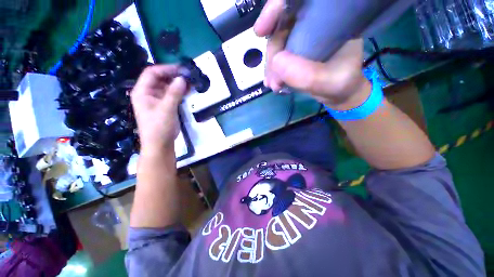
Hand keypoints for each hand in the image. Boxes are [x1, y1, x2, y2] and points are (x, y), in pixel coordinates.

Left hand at [131, 65, 187, 156]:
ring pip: (167, 87)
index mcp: (142, 92)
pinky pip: (172, 95)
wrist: (160, 145)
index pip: (152, 73)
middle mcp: (148, 93)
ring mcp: (157, 100)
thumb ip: (174, 93)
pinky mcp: (165, 106)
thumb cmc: (159, 127)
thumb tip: (183, 79)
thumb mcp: (166, 109)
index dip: (166, 69)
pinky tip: (188, 91)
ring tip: (191, 82)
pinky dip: (180, 92)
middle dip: (173, 76)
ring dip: (178, 84)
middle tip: (188, 76)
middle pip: (160, 79)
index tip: (181, 69)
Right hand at [254, 0, 370, 109]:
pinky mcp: (295, 48)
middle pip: (282, 25)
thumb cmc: (342, 83)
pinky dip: (273, 69)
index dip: (275, 8)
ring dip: (271, 66)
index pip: (298, 0)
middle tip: (273, 80)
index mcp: (331, 15)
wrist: (339, 91)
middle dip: (272, 53)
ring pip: (277, 42)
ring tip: (274, 86)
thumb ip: (307, 75)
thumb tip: (276, 62)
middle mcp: (314, 20)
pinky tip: (273, 82)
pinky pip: (277, 54)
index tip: (260, 31)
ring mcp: (303, 35)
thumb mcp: (331, 81)